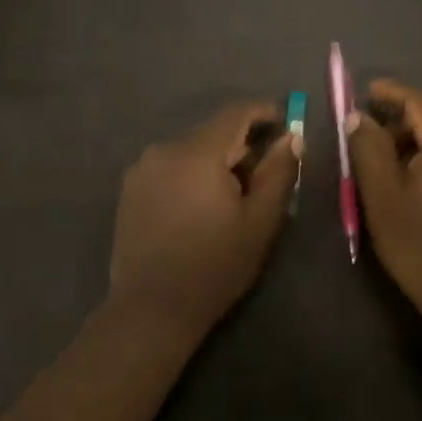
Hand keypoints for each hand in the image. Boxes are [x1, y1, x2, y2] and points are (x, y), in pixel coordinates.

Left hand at [109, 101, 301, 337]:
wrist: (151, 309)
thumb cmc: (214, 267)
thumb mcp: (259, 223)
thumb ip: (278, 173)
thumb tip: (291, 137)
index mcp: (197, 153)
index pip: (235, 113)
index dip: (264, 112)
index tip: (285, 123)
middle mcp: (165, 149)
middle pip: (212, 131)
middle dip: (241, 144)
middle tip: (263, 174)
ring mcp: (142, 167)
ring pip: (190, 148)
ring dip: (215, 160)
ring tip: (230, 197)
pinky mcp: (130, 187)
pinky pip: (170, 165)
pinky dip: (191, 173)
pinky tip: (198, 207)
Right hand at [345, 79, 421, 335]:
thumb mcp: (384, 198)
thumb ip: (368, 149)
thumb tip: (359, 117)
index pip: (419, 99)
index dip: (389, 93)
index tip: (364, 93)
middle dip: (402, 120)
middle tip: (369, 138)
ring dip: (420, 140)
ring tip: (390, 164)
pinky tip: (420, 179)